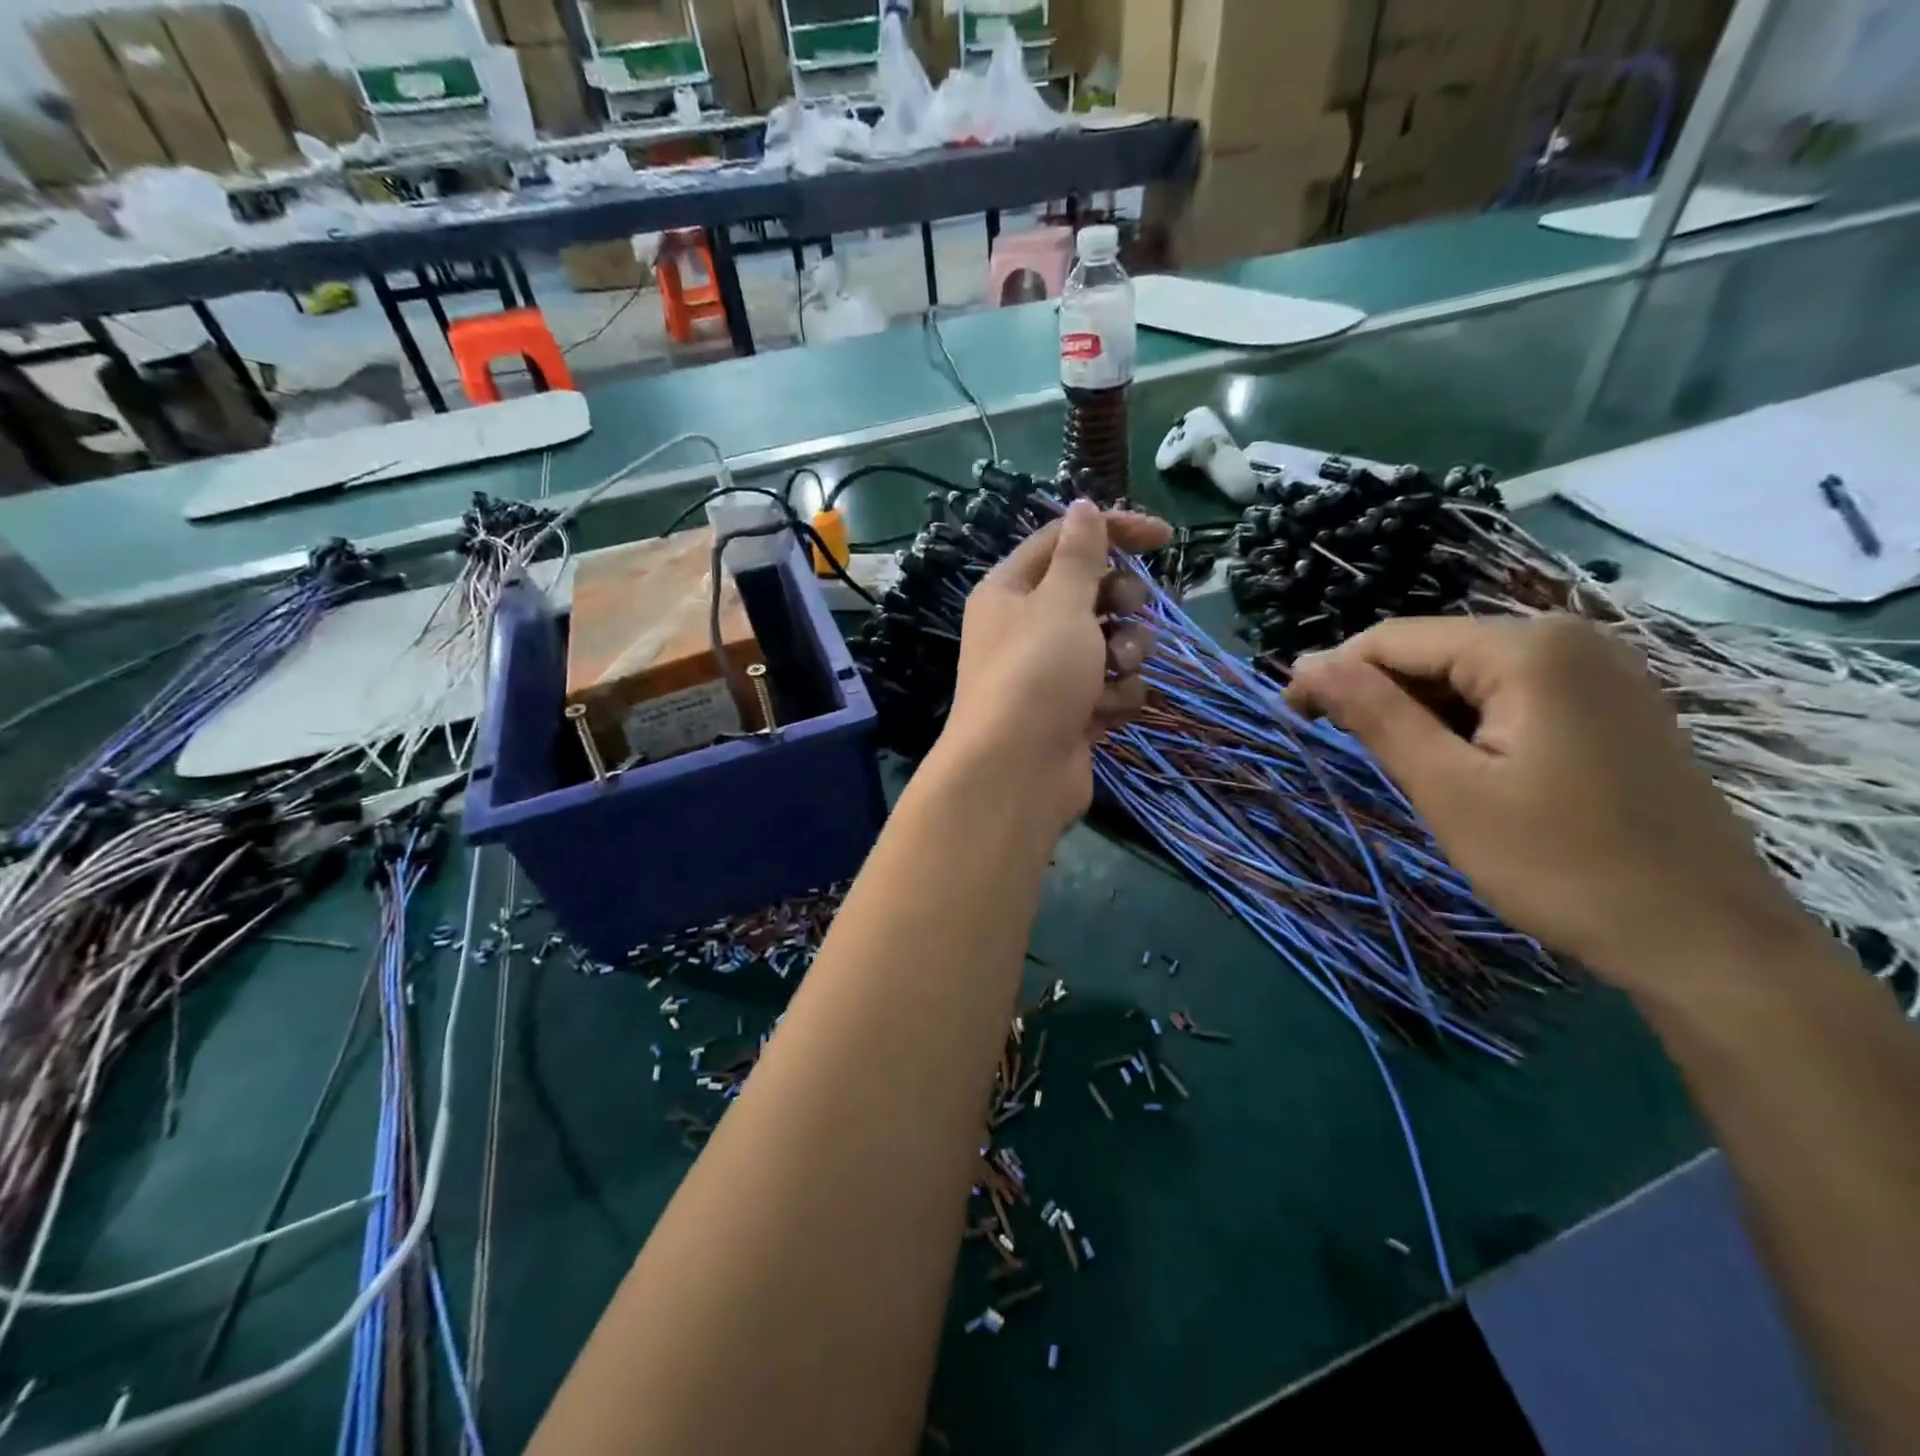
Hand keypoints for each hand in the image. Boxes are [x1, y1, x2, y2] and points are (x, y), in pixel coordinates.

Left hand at [939, 500, 1172, 833]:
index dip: (1113, 532)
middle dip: (1121, 604)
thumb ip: (1079, 554)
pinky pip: (1110, 689)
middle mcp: (1026, 628)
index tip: (1165, 538)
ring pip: (1111, 644)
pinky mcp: (1071, 713)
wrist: (1016, 773)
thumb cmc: (1035, 674)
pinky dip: (1114, 697)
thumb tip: (1083, 507)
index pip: (1064, 541)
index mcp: (1011, 591)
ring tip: (1115, 671)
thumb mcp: (1061, 602)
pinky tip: (1103, 713)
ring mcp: (1049, 674)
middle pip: (1092, 594)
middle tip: (1125, 614)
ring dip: (1125, 654)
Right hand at [1286, 614, 1803, 990]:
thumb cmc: (1562, 864)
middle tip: (1346, 754)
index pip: (1395, 639)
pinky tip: (1460, 769)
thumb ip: (1375, 715)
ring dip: (1419, 714)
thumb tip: (1306, 664)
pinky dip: (1465, 724)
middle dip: (1379, 696)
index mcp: (1528, 648)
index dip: (1332, 673)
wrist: (1708, 943)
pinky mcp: (1611, 707)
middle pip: (1434, 651)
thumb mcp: (1448, 789)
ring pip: (1469, 675)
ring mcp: (1599, 672)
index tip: (1291, 717)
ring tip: (1401, 769)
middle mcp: (1568, 639)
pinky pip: (1510, 696)